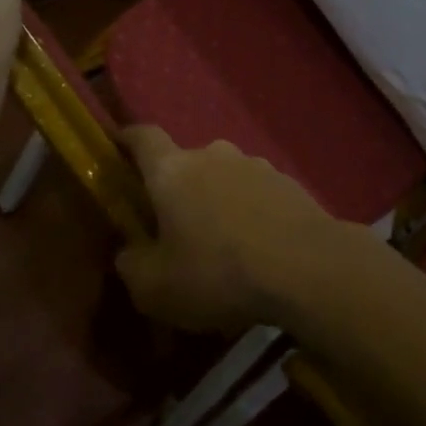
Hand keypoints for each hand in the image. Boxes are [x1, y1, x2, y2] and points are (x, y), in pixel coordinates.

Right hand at [115, 126, 354, 334]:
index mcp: (173, 170)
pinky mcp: (288, 182)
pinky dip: (250, 212)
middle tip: (177, 228)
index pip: (143, 137)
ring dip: (218, 201)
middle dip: (179, 189)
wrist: (306, 267)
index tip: (119, 145)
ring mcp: (255, 164)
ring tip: (223, 244)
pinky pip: (256, 193)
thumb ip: (132, 265)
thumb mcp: (156, 288)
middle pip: (186, 163)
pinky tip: (258, 247)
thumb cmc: (218, 273)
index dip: (128, 139)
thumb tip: (129, 252)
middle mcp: (213, 155)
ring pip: (224, 177)